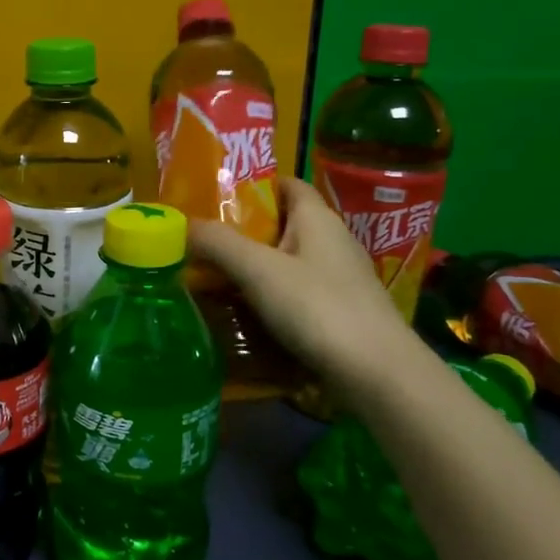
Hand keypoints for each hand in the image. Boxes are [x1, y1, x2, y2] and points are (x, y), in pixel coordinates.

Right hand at [188, 176, 419, 388]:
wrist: (377, 375)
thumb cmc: (318, 307)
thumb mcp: (258, 270)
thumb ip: (217, 243)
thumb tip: (182, 225)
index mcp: (317, 218)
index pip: (285, 184)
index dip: (252, 186)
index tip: (214, 200)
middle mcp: (331, 242)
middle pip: (280, 225)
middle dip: (241, 233)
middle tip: (199, 243)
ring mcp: (338, 280)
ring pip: (285, 263)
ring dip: (251, 270)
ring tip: (210, 280)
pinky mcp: (338, 313)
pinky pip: (294, 295)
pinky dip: (268, 299)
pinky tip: (242, 315)